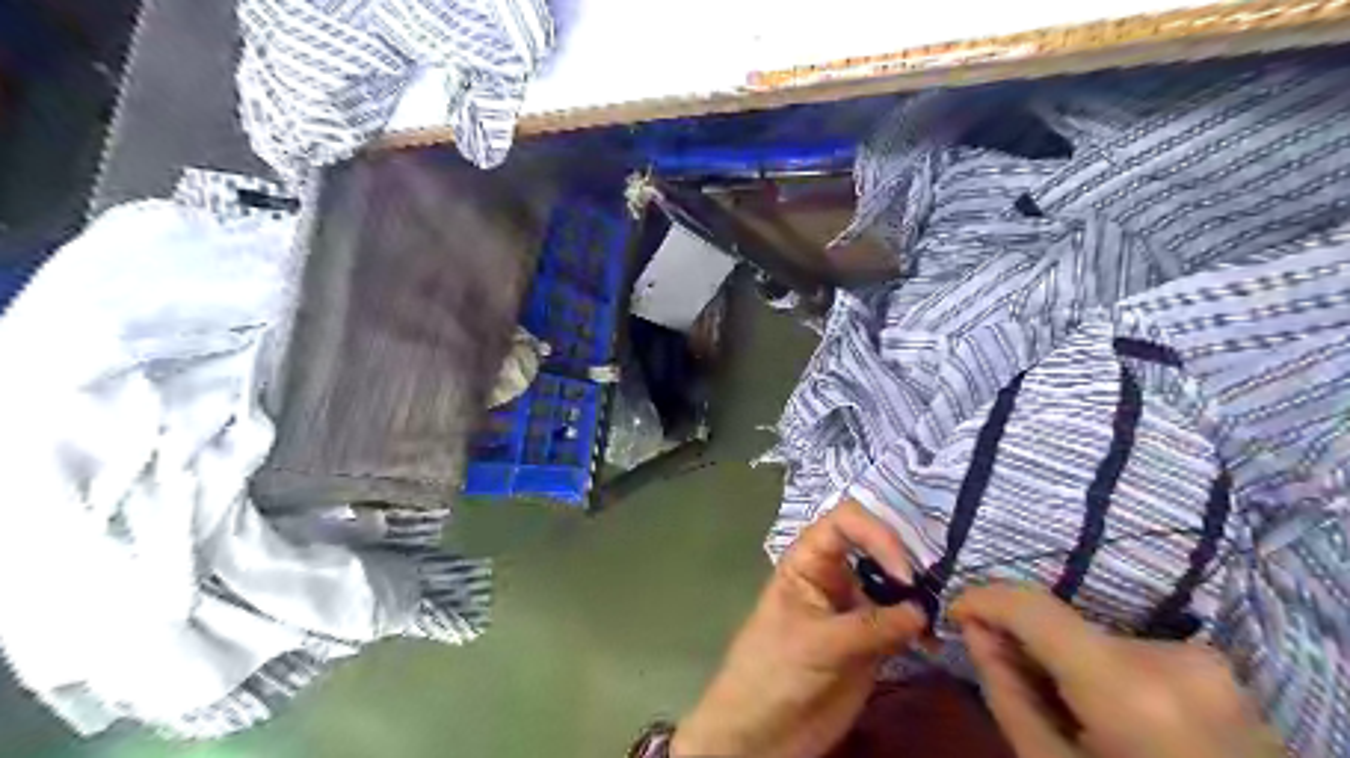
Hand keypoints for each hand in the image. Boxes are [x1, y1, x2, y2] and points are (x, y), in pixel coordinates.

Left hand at [675, 499, 928, 753]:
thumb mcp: (817, 643)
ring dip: (916, 594)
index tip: (902, 571)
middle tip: (931, 587)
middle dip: (904, 559)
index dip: (876, 534)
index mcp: (808, 561)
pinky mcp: (869, 641)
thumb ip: (871, 626)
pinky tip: (930, 641)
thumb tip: (920, 612)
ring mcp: (853, 608)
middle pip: (874, 546)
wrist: (762, 732)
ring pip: (892, 585)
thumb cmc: (773, 672)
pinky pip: (901, 623)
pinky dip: (919, 627)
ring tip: (940, 614)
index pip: (844, 522)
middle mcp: (833, 576)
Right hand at [955, 585, 1277, 757]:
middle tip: (1002, 672)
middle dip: (1024, 641)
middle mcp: (1173, 659)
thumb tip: (975, 633)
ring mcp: (1207, 663)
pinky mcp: (1221, 672)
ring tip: (1063, 707)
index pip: (1034, 607)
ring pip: (1096, 639)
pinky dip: (1102, 671)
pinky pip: (1132, 653)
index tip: (954, 613)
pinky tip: (1104, 714)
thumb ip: (1008, 694)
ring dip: (1064, 660)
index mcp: (1128, 689)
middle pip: (1065, 626)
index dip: (984, 599)